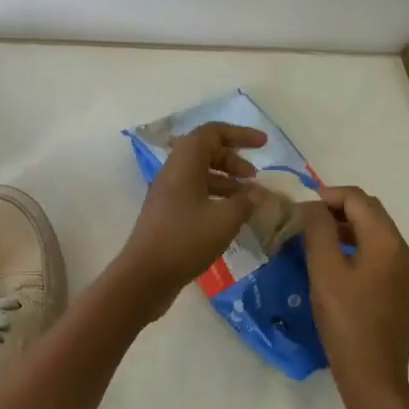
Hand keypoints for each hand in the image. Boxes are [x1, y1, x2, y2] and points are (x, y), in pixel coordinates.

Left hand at [113, 122, 265, 320]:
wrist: (145, 276)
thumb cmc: (185, 240)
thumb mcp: (224, 220)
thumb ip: (246, 202)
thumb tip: (258, 193)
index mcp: (184, 163)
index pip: (211, 133)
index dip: (239, 134)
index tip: (264, 144)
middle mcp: (173, 171)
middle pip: (205, 151)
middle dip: (233, 159)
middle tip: (255, 177)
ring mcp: (168, 193)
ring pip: (200, 173)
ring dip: (226, 180)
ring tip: (249, 198)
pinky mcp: (167, 213)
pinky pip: (195, 192)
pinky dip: (216, 197)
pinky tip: (231, 217)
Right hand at [303, 186, 408, 403]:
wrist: (373, 377)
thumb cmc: (346, 320)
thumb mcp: (324, 270)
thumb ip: (318, 229)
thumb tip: (313, 206)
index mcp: (387, 242)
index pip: (358, 199)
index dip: (328, 195)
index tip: (300, 207)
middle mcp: (403, 251)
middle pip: (370, 212)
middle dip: (338, 208)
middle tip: (306, 219)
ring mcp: (406, 273)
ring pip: (375, 233)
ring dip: (346, 227)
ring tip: (315, 239)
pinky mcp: (402, 291)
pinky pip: (379, 254)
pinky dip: (356, 247)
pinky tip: (335, 264)